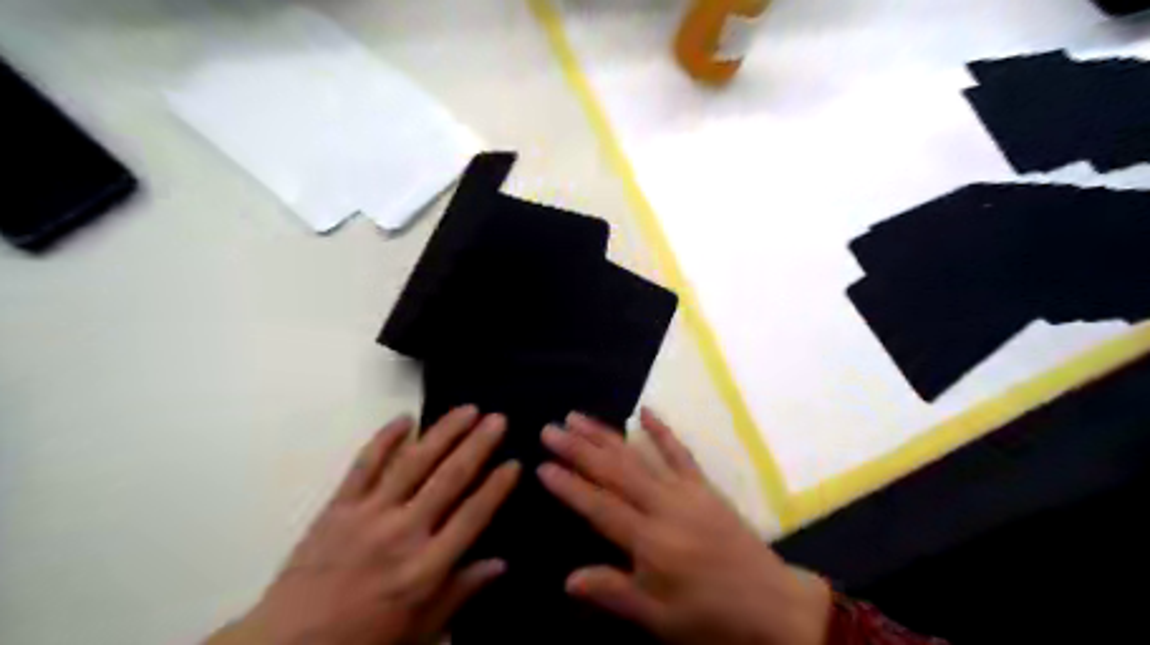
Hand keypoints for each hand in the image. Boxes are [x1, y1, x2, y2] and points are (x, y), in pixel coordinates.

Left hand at [209, 408, 520, 644]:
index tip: (515, 461)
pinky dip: (385, 438)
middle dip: (478, 445)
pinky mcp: (338, 507)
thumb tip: (501, 564)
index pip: (473, 516)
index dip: (497, 486)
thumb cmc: (362, 643)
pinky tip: (405, 418)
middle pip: (449, 479)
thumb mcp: (420, 633)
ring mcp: (368, 515)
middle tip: (499, 419)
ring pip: (414, 462)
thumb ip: (460, 594)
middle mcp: (402, 533)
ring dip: (443, 432)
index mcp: (425, 569)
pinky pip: (364, 464)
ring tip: (467, 409)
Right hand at [539, 408, 827, 644]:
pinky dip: (661, 430)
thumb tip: (568, 579)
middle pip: (614, 472)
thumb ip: (614, 594)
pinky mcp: (704, 485)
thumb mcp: (660, 620)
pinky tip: (643, 411)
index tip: (543, 465)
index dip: (569, 486)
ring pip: (638, 456)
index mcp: (651, 541)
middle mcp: (664, 507)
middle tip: (550, 429)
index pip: (599, 507)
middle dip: (578, 449)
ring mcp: (686, 491)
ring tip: (577, 418)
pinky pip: (679, 452)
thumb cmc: (711, 616)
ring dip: (605, 435)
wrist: (772, 603)